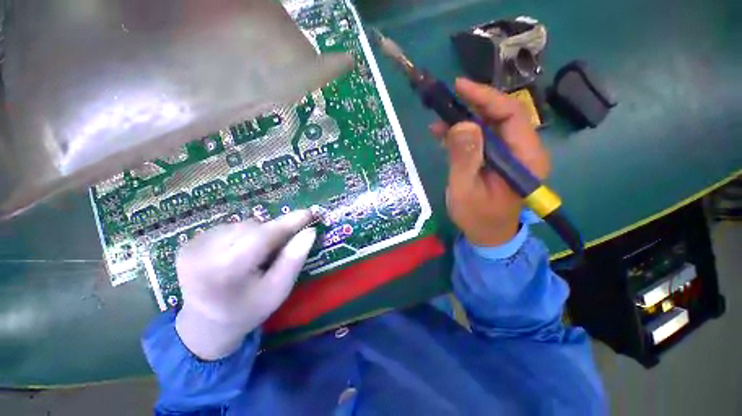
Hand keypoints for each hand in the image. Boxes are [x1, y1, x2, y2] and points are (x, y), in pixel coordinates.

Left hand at [174, 210, 316, 359]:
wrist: (206, 324)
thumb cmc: (249, 309)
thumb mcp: (278, 290)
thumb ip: (294, 260)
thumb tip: (309, 232)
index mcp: (227, 271)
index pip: (264, 236)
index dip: (289, 222)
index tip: (309, 212)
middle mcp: (204, 255)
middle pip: (253, 228)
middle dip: (273, 232)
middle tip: (282, 245)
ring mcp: (192, 248)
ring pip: (241, 225)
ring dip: (257, 233)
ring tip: (257, 254)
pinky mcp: (187, 244)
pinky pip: (228, 228)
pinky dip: (241, 235)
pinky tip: (239, 252)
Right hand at [430, 78, 549, 246]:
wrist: (488, 234)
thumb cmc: (477, 217)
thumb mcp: (465, 191)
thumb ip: (464, 159)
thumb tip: (461, 123)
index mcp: (525, 158)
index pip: (511, 114)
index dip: (485, 97)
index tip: (459, 87)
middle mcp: (523, 151)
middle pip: (501, 116)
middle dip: (472, 105)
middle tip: (446, 100)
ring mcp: (511, 155)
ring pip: (489, 126)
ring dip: (464, 119)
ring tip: (439, 120)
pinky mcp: (499, 159)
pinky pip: (482, 138)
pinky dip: (463, 133)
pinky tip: (444, 133)